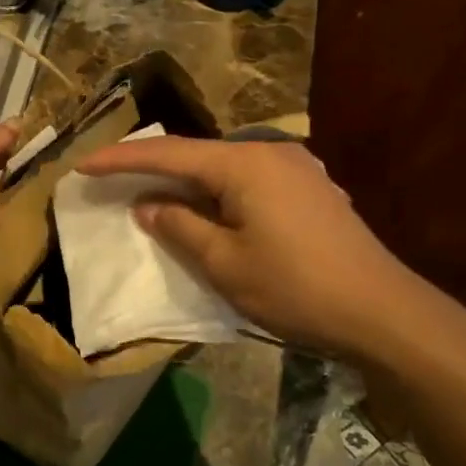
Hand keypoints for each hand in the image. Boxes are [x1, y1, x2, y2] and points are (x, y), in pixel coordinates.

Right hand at [72, 137, 426, 357]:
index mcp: (243, 164)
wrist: (383, 312)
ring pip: (224, 167)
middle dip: (152, 167)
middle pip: (196, 154)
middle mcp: (269, 153)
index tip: (82, 165)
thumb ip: (179, 227)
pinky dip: (217, 192)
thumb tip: (148, 205)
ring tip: (153, 193)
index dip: (121, 159)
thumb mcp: (224, 264)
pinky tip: (208, 208)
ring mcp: (296, 168)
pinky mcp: (311, 189)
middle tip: (112, 178)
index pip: (168, 154)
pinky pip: (248, 181)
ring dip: (186, 181)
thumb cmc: (295, 287)